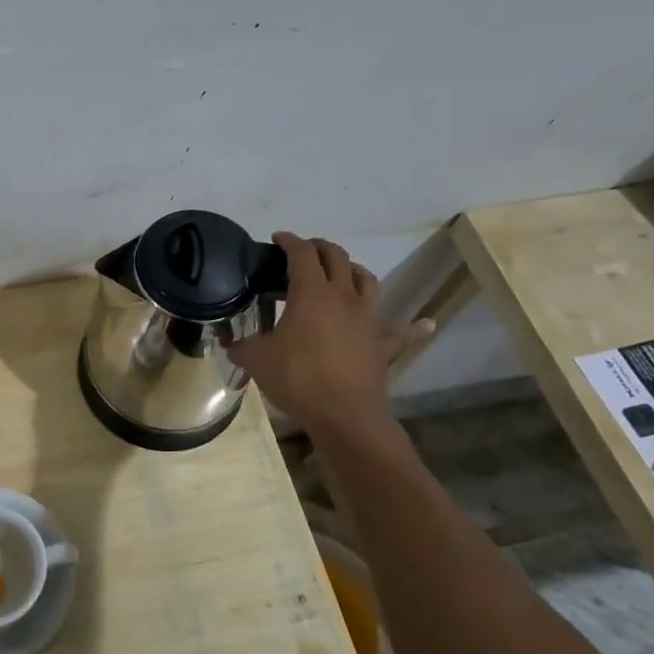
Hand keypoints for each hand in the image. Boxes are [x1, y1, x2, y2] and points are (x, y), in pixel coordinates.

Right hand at [227, 232, 431, 440]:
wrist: (344, 414)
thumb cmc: (297, 378)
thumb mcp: (256, 359)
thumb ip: (239, 345)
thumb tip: (226, 341)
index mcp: (311, 292)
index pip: (301, 253)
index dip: (289, 241)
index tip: (277, 239)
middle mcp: (343, 297)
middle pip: (337, 257)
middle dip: (320, 247)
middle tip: (305, 251)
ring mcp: (367, 319)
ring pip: (366, 281)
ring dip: (354, 271)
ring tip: (344, 272)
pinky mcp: (382, 345)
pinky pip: (402, 332)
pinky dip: (413, 327)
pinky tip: (426, 323)